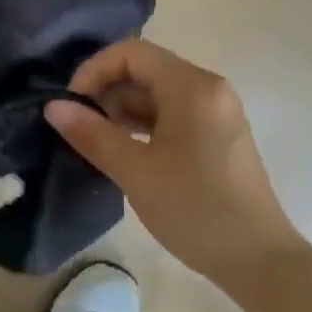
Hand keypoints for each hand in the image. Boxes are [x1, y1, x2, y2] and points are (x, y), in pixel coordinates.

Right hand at [45, 39, 304, 284]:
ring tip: (95, 144)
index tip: (71, 105)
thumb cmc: (194, 209)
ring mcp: (216, 112)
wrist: (257, 258)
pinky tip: (124, 153)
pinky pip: (172, 115)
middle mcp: (208, 89)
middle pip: (145, 70)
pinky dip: (143, 126)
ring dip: (121, 111)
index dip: (94, 71)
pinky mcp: (217, 136)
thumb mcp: (135, 171)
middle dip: (105, 92)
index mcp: (192, 87)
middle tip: (78, 129)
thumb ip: (92, 134)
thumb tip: (53, 106)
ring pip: (157, 94)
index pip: (132, 53)